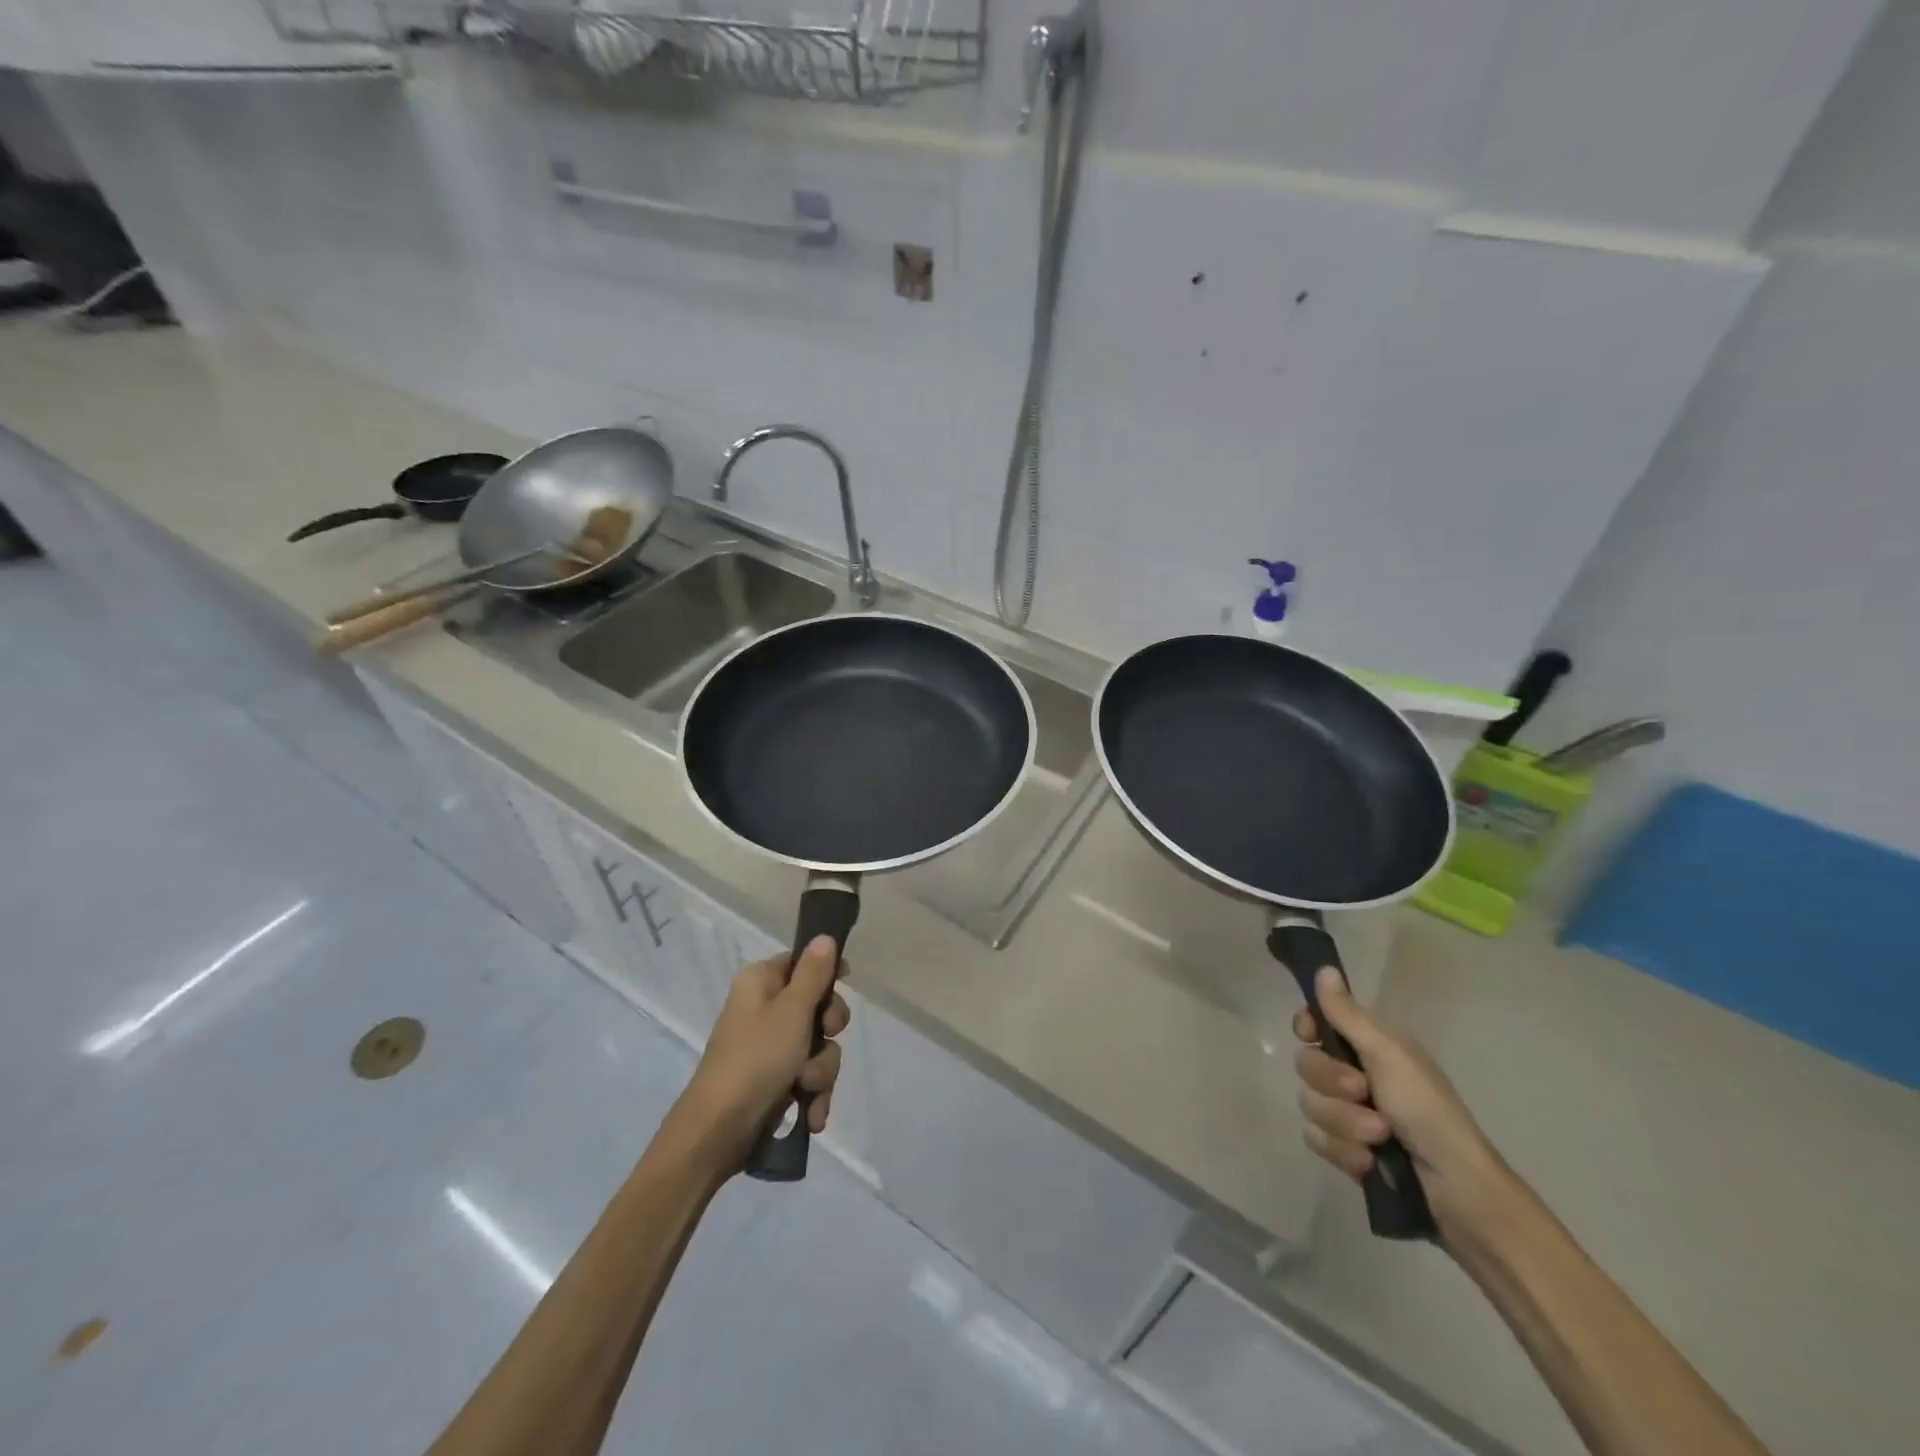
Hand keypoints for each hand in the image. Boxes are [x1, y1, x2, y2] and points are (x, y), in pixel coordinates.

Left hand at [670, 936, 849, 1173]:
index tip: (846, 982)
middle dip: (828, 1032)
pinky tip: (811, 1115)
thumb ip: (813, 974)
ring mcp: (768, 1048)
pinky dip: (812, 1095)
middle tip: (825, 1037)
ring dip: (820, 1071)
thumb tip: (824, 937)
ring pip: (817, 1047)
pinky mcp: (774, 1081)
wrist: (717, 1132)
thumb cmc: (756, 1058)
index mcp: (760, 982)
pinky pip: (807, 1078)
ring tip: (807, 1088)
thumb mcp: (792, 1011)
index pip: (801, 961)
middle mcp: (763, 1009)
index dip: (826, 972)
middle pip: (816, 1006)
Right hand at [1292, 966, 1516, 1250]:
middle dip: (1333, 1085)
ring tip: (1379, 1139)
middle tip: (1364, 1093)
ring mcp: (1348, 1114)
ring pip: (1310, 1104)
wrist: (1457, 1191)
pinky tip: (1370, 1163)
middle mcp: (1354, 1075)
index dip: (1308, 1028)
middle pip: (1307, 1065)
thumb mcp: (1389, 1056)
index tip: (1311, 1035)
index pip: (1316, 1023)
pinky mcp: (1345, 1150)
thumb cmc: (1429, 1112)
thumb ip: (1348, 1016)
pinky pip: (1316, 1139)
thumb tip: (1324, 968)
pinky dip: (1343, 1152)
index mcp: (1369, 1047)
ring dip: (1344, 1124)